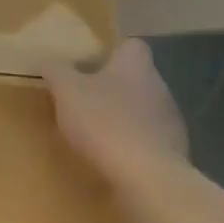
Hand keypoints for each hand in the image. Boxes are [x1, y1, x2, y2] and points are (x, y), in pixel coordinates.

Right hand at [42, 39, 189, 185]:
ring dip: (123, 118)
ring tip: (95, 133)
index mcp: (135, 64)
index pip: (130, 45)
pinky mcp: (174, 152)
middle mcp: (159, 86)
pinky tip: (113, 159)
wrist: (147, 177)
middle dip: (112, 88)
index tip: (88, 65)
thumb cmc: (104, 122)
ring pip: (143, 110)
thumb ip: (57, 71)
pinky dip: (133, 146)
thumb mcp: (67, 91)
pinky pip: (149, 141)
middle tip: (83, 99)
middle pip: (135, 78)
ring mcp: (170, 120)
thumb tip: (49, 61)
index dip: (110, 52)